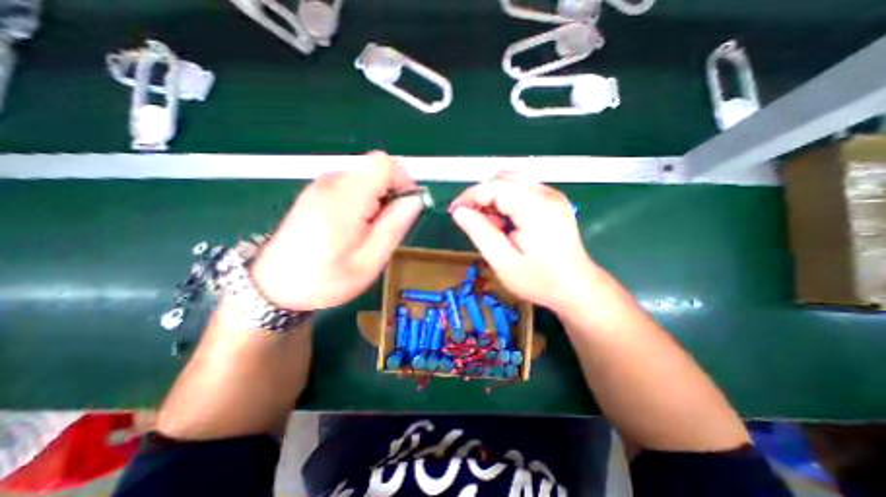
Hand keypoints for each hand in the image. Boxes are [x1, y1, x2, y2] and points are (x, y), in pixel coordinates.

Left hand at [252, 153, 421, 312]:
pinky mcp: (317, 191)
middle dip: (391, 191)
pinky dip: (364, 197)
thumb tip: (415, 199)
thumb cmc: (326, 279)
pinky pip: (352, 183)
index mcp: (346, 199)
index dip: (404, 181)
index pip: (385, 164)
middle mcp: (332, 183)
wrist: (276, 286)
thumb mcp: (370, 260)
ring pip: (365, 175)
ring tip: (370, 228)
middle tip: (387, 223)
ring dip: (378, 196)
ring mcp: (321, 185)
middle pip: (376, 167)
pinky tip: (356, 223)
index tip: (407, 206)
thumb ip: (395, 225)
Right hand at [451, 173, 602, 312]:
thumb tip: (459, 211)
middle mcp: (546, 193)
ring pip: (510, 183)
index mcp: (536, 207)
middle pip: (502, 179)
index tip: (454, 212)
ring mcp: (551, 196)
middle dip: (482, 198)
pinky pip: (521, 191)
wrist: (576, 288)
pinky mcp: (552, 201)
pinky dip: (506, 203)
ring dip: (493, 200)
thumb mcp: (503, 262)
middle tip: (476, 224)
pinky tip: (507, 225)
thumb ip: (479, 233)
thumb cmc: (540, 280)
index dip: (469, 196)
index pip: (494, 186)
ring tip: (494, 228)